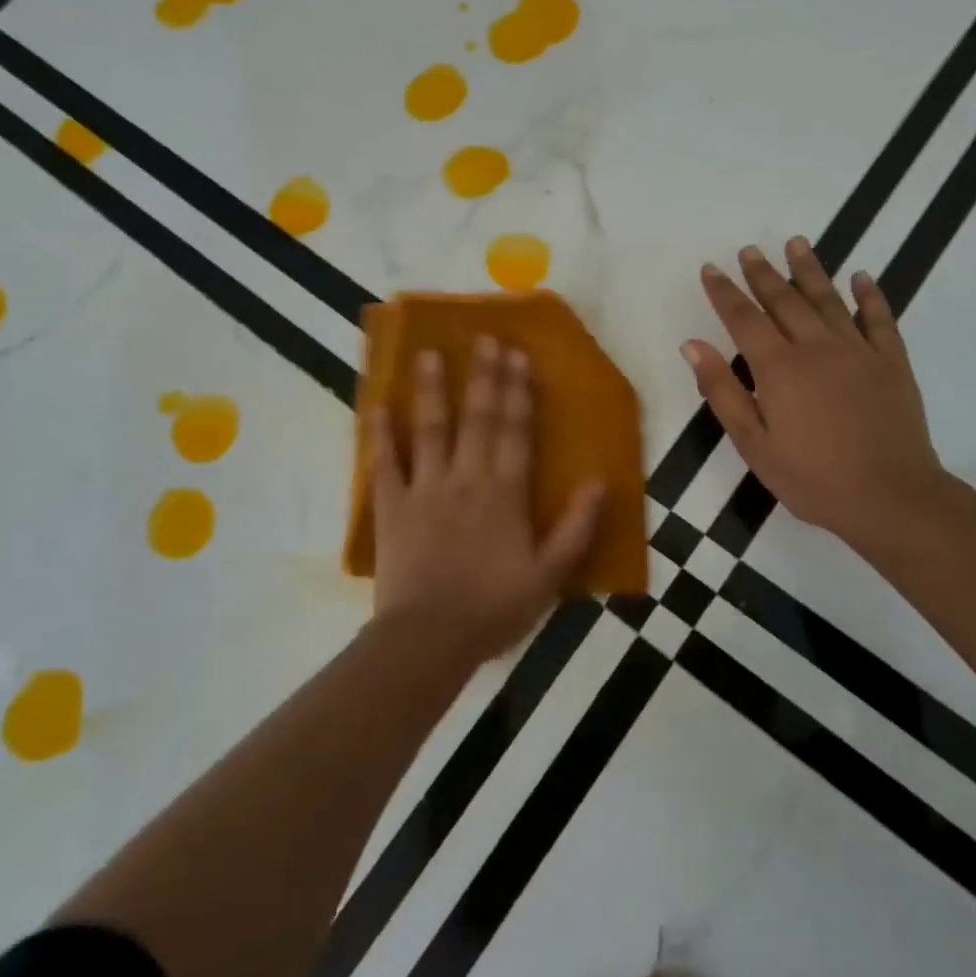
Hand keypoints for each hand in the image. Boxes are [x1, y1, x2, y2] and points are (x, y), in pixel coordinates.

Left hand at [372, 337, 604, 663]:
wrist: (429, 638)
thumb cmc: (493, 608)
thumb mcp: (549, 576)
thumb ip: (576, 528)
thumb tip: (598, 482)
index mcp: (505, 493)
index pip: (515, 430)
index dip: (519, 391)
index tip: (518, 356)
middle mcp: (466, 478)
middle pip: (477, 418)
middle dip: (483, 376)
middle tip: (484, 338)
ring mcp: (425, 488)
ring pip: (430, 429)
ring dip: (431, 389)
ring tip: (429, 353)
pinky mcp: (392, 506)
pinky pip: (384, 463)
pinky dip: (380, 435)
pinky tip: (377, 406)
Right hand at [681, 239, 948, 560]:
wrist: (890, 497)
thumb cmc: (812, 477)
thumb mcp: (753, 443)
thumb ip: (722, 390)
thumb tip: (692, 345)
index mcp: (779, 367)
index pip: (743, 318)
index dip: (724, 292)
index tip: (710, 268)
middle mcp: (817, 347)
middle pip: (784, 300)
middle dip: (762, 274)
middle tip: (749, 250)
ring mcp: (858, 351)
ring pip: (829, 300)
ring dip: (810, 270)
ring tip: (797, 243)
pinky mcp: (892, 363)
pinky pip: (879, 319)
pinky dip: (869, 295)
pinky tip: (862, 277)